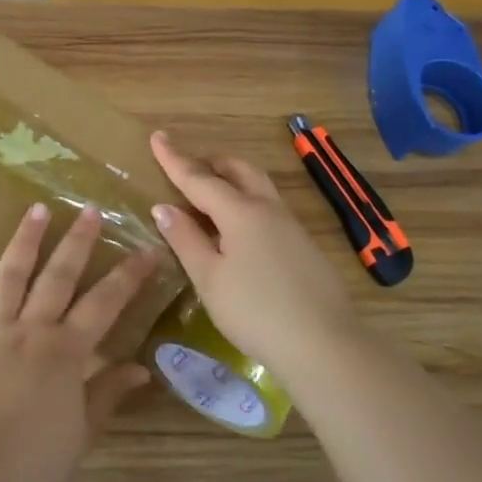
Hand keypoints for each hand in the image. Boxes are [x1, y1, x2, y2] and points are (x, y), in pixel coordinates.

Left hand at [0, 203, 156, 481]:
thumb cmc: (32, 465)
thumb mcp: (81, 433)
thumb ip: (107, 394)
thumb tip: (141, 367)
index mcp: (65, 352)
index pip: (105, 304)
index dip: (129, 275)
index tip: (147, 249)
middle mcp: (30, 329)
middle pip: (59, 277)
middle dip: (78, 241)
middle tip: (90, 209)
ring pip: (10, 275)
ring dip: (25, 240)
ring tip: (36, 209)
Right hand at [149, 130, 362, 387]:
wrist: (324, 344)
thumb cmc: (255, 311)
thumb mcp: (209, 278)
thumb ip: (185, 239)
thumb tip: (164, 207)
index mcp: (240, 212)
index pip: (198, 178)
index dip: (174, 158)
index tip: (157, 136)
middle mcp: (267, 209)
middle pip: (238, 170)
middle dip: (209, 163)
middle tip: (185, 170)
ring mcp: (290, 226)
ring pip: (257, 186)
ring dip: (231, 180)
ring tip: (208, 197)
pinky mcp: (303, 245)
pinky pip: (268, 207)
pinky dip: (245, 202)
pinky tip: (237, 231)